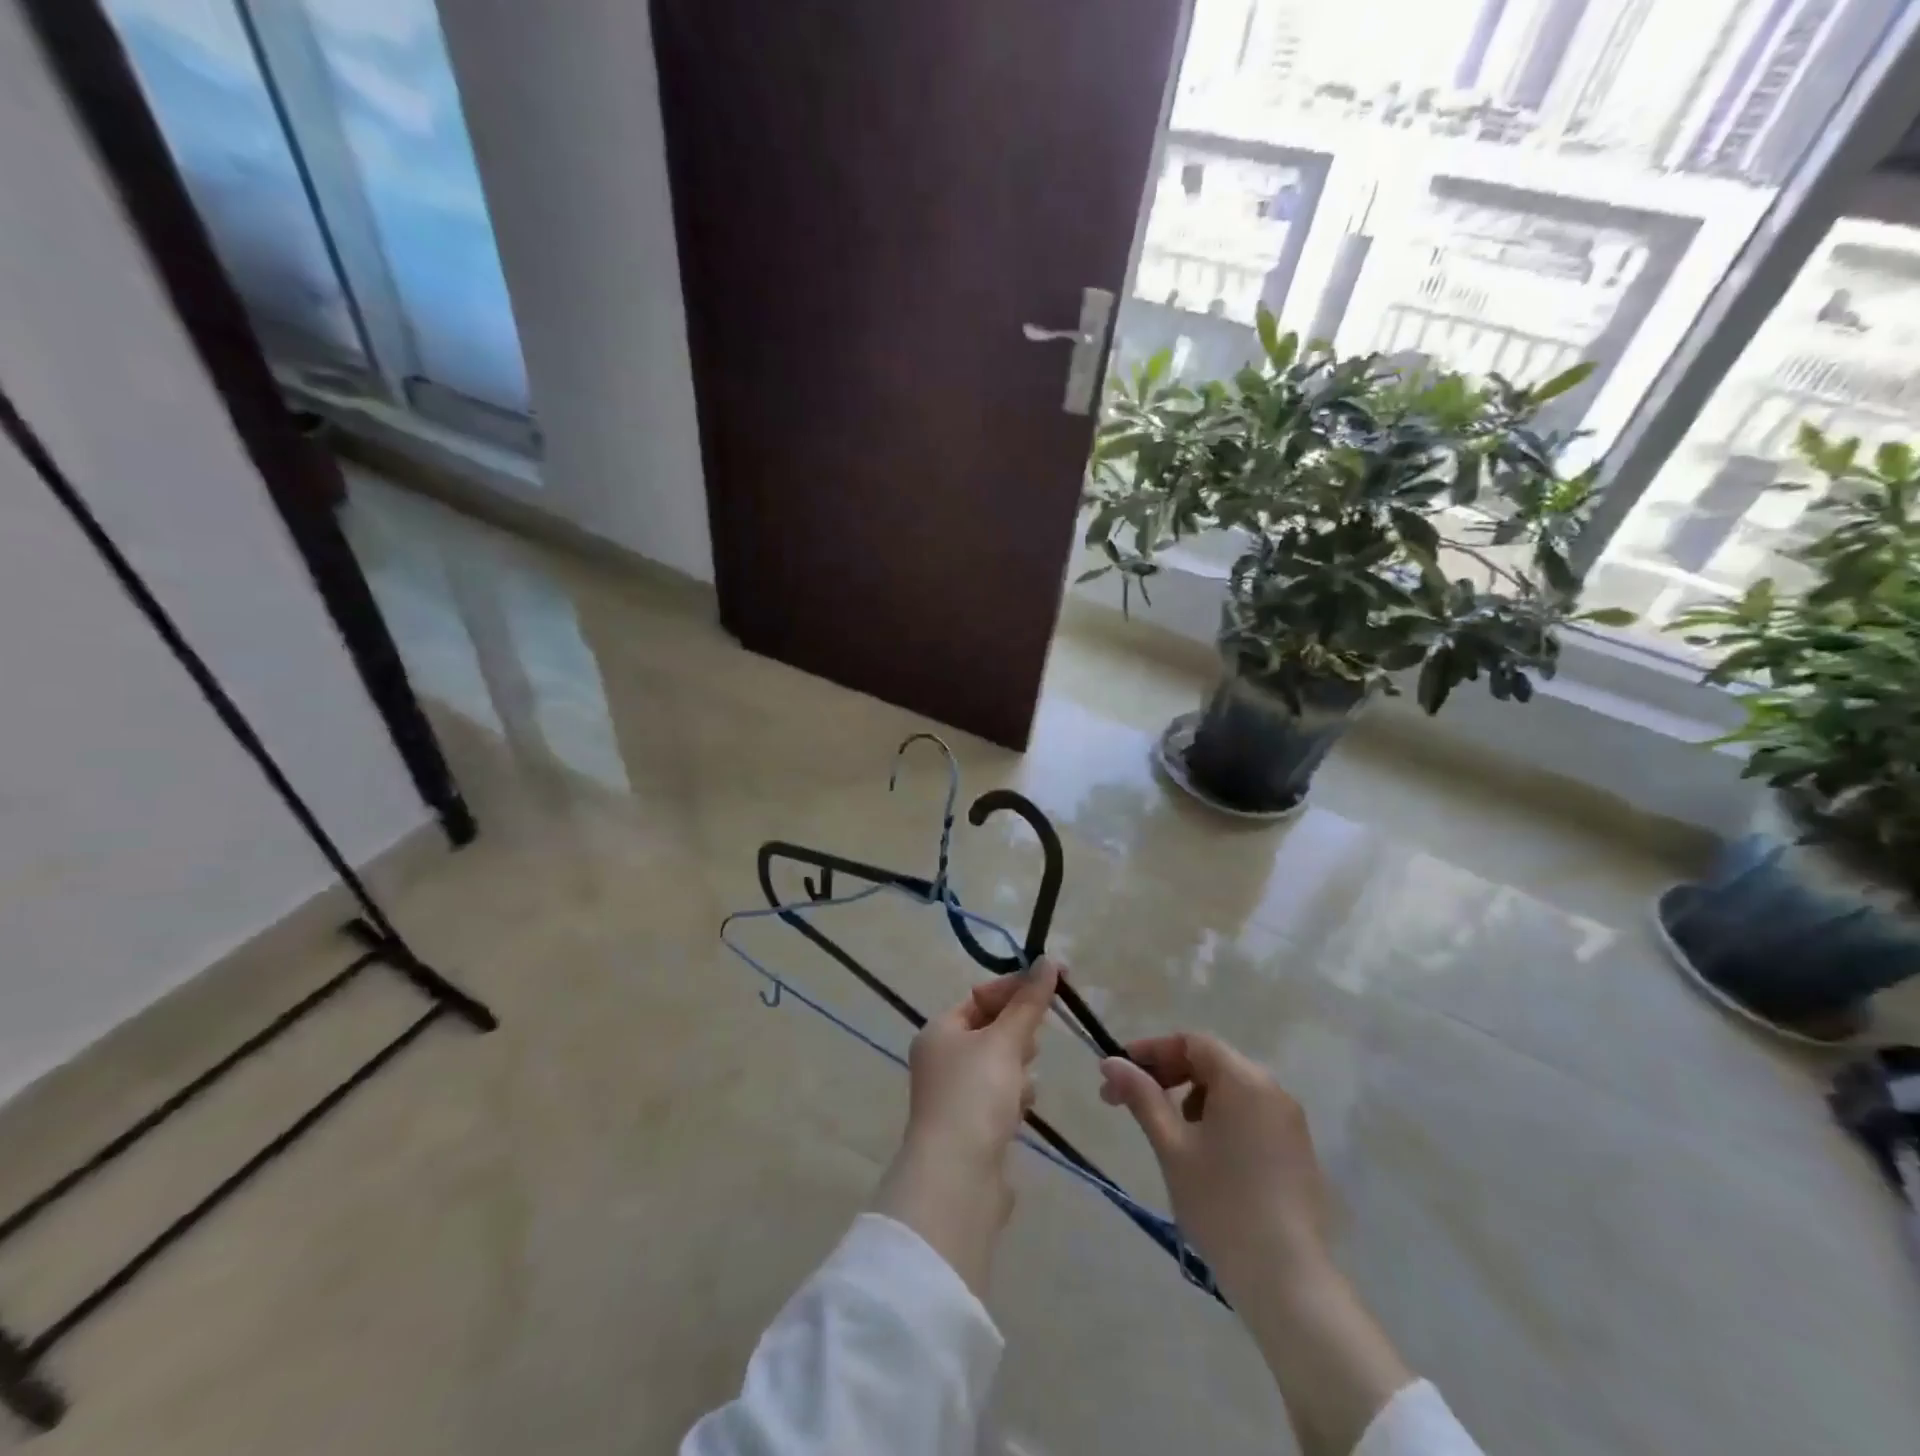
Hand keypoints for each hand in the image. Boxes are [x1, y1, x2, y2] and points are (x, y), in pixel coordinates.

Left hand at [872, 958, 1060, 1294]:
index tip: (1054, 983)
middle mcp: (941, 1059)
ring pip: (999, 1065)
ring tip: (1024, 1084)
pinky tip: (1021, 1111)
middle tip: (1034, 1041)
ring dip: (1018, 1068)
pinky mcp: (971, 1128)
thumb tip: (1047, 960)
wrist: (957, 1180)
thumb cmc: (975, 1097)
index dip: (1016, 988)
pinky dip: (1014, 1098)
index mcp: (939, 1031)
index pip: (980, 996)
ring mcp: (954, 1095)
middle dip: (1017, 1032)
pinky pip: (1000, 1098)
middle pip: (990, 1029)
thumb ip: (1029, 1002)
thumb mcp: (1005, 1041)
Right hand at [1098, 1032, 1328, 1291]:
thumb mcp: (1172, 1146)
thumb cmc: (1221, 1205)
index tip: (1118, 1073)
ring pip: (1229, 1089)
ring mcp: (1288, 1121)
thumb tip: (1111, 1062)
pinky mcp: (1296, 1149)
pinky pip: (1249, 1113)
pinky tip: (1203, 1153)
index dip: (1151, 1051)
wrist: (1288, 1281)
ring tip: (1167, 1133)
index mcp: (1243, 1079)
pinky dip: (1218, 1117)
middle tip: (1128, 1102)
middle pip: (1211, 1062)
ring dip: (1191, 1097)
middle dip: (1167, 1075)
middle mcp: (1272, 1089)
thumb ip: (1141, 1096)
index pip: (1191, 1042)